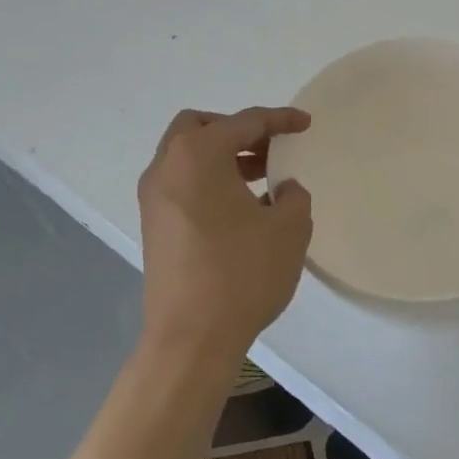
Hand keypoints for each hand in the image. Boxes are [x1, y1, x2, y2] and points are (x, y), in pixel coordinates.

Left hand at [137, 106, 313, 362]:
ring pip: (187, 157)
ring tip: (262, 180)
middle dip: (237, 131)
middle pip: (200, 127)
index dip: (279, 120)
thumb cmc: (242, 273)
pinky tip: (240, 209)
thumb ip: (293, 195)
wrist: (191, 339)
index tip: (305, 124)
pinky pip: (182, 184)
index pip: (244, 122)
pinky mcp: (153, 227)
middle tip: (269, 149)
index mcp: (198, 155)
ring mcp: (153, 199)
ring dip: (222, 157)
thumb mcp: (288, 228)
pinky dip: (208, 181)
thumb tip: (282, 190)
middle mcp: (167, 168)